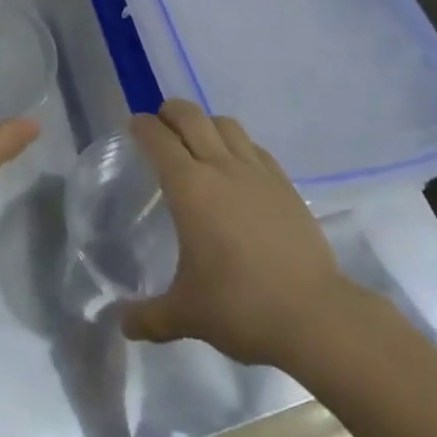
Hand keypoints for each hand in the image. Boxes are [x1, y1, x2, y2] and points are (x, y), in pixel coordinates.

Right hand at [122, 101, 359, 369]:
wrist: (314, 315)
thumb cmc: (241, 307)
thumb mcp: (186, 315)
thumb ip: (149, 317)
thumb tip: (121, 324)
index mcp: (190, 188)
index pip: (158, 139)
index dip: (142, 127)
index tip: (133, 127)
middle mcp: (221, 167)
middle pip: (191, 116)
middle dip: (170, 112)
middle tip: (160, 127)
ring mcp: (257, 172)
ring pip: (226, 124)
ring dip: (206, 123)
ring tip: (198, 142)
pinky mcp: (284, 184)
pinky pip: (254, 147)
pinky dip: (237, 145)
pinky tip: (237, 168)